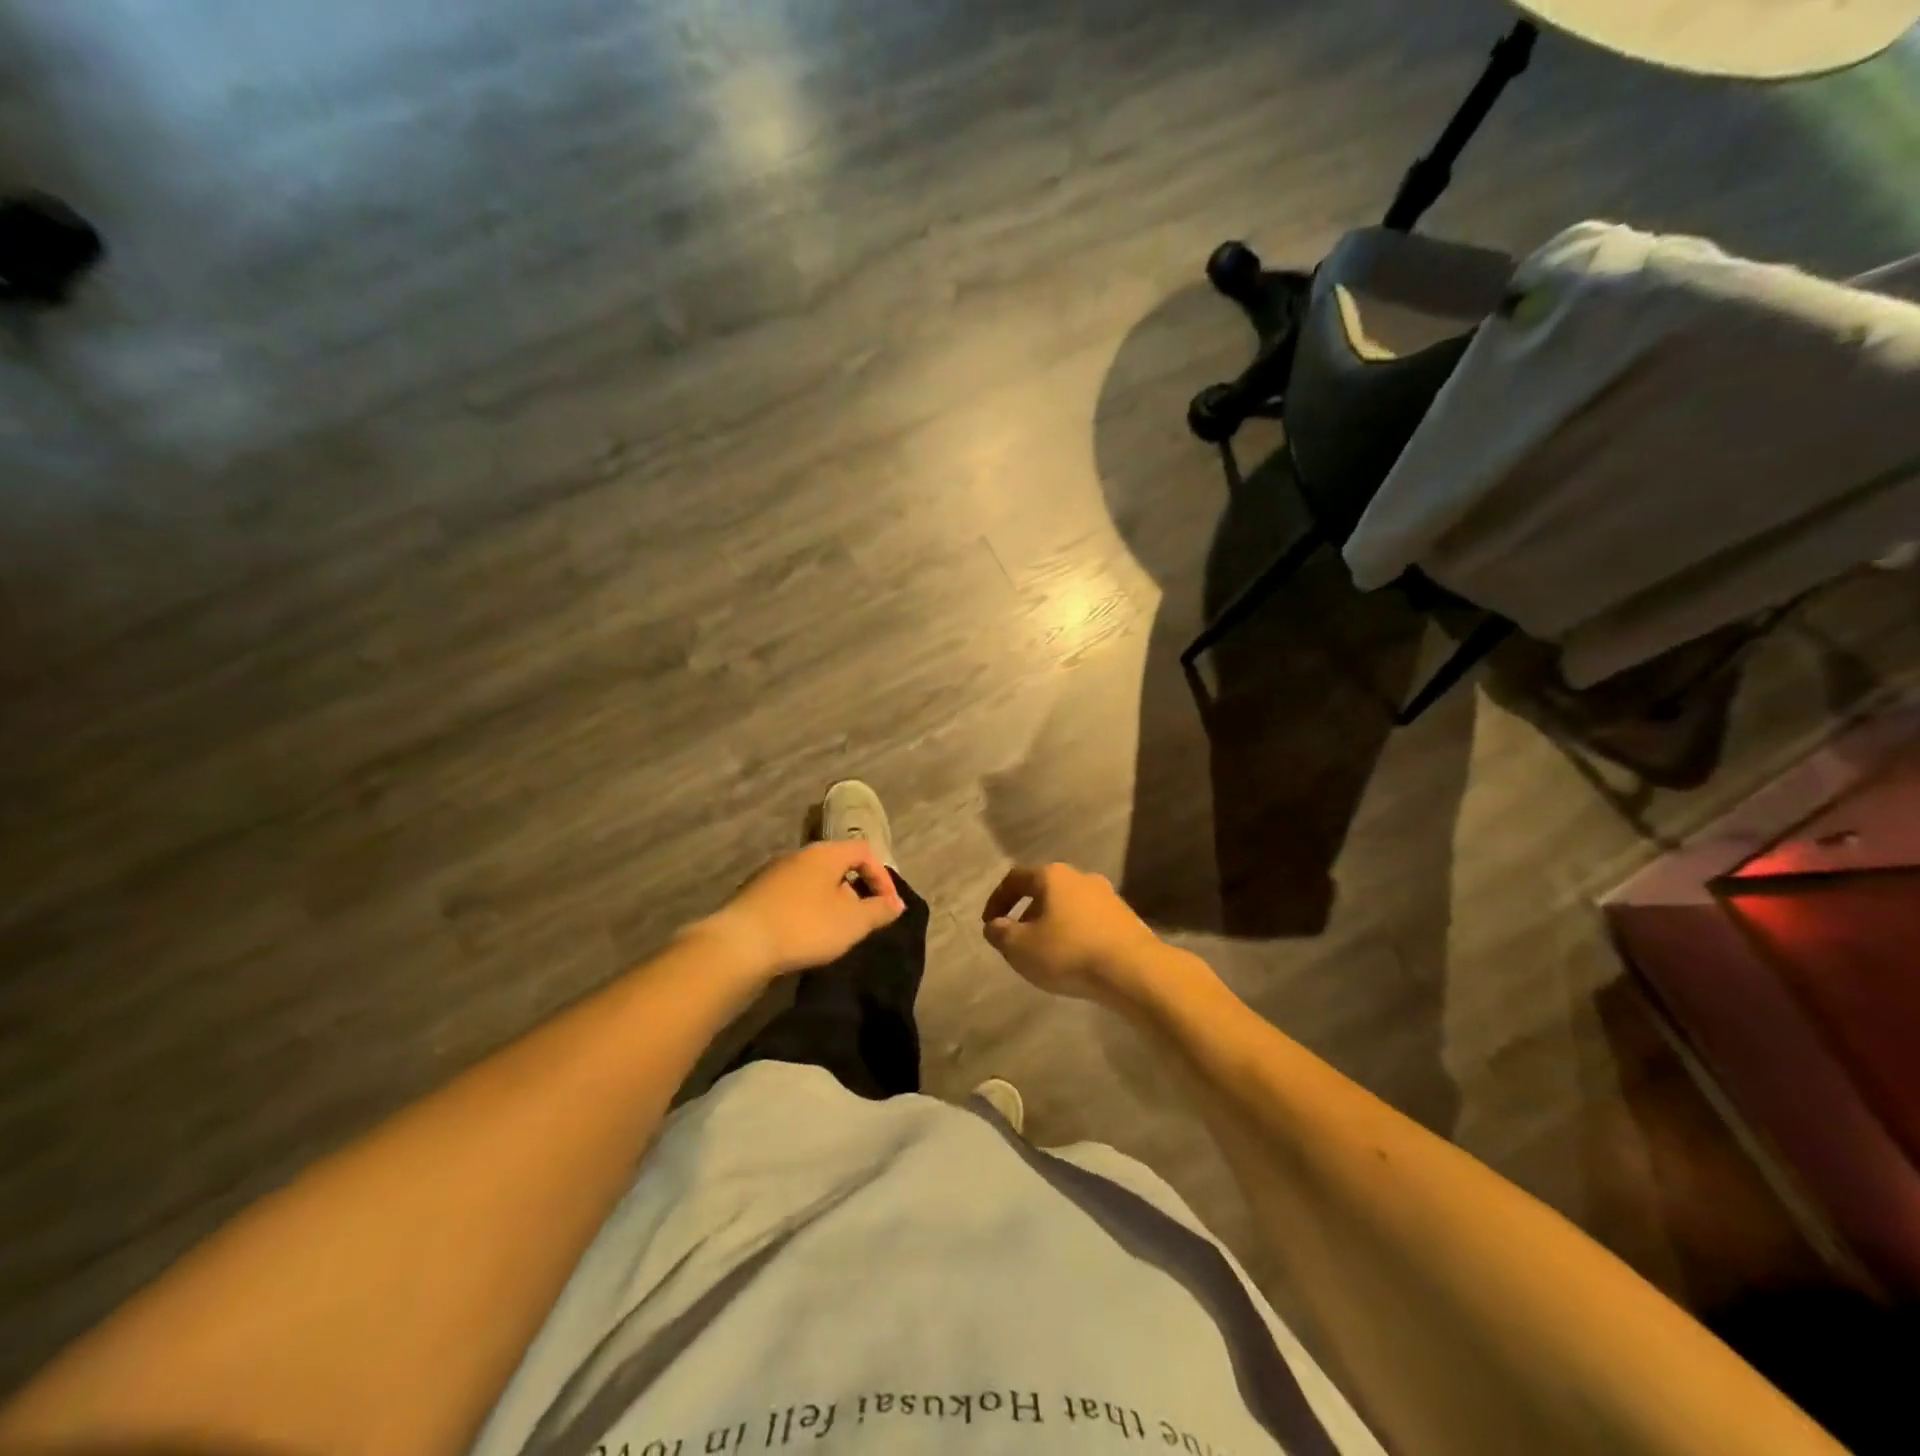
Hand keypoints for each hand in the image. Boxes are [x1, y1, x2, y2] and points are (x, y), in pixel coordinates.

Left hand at [695, 840, 905, 981]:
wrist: (739, 945)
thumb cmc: (804, 926)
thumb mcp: (852, 923)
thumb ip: (878, 911)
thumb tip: (896, 904)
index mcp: (824, 853)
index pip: (863, 851)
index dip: (882, 877)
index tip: (887, 908)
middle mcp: (797, 854)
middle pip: (836, 865)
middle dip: (854, 891)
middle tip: (861, 920)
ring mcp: (772, 873)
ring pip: (812, 881)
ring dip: (829, 902)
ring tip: (833, 932)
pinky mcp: (754, 894)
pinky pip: (791, 896)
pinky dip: (805, 910)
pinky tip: (803, 936)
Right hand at [981, 863, 1161, 1006]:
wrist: (1133, 970)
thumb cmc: (1069, 952)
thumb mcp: (1021, 948)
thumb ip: (1000, 934)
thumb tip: (994, 926)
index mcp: (1052, 876)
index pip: (1015, 878)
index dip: (997, 900)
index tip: (989, 924)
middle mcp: (1080, 877)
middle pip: (1044, 890)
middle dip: (1026, 913)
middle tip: (1016, 939)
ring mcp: (1107, 895)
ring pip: (1068, 905)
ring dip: (1052, 924)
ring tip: (1045, 952)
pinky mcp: (1125, 917)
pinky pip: (1089, 921)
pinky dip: (1074, 933)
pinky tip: (1074, 958)